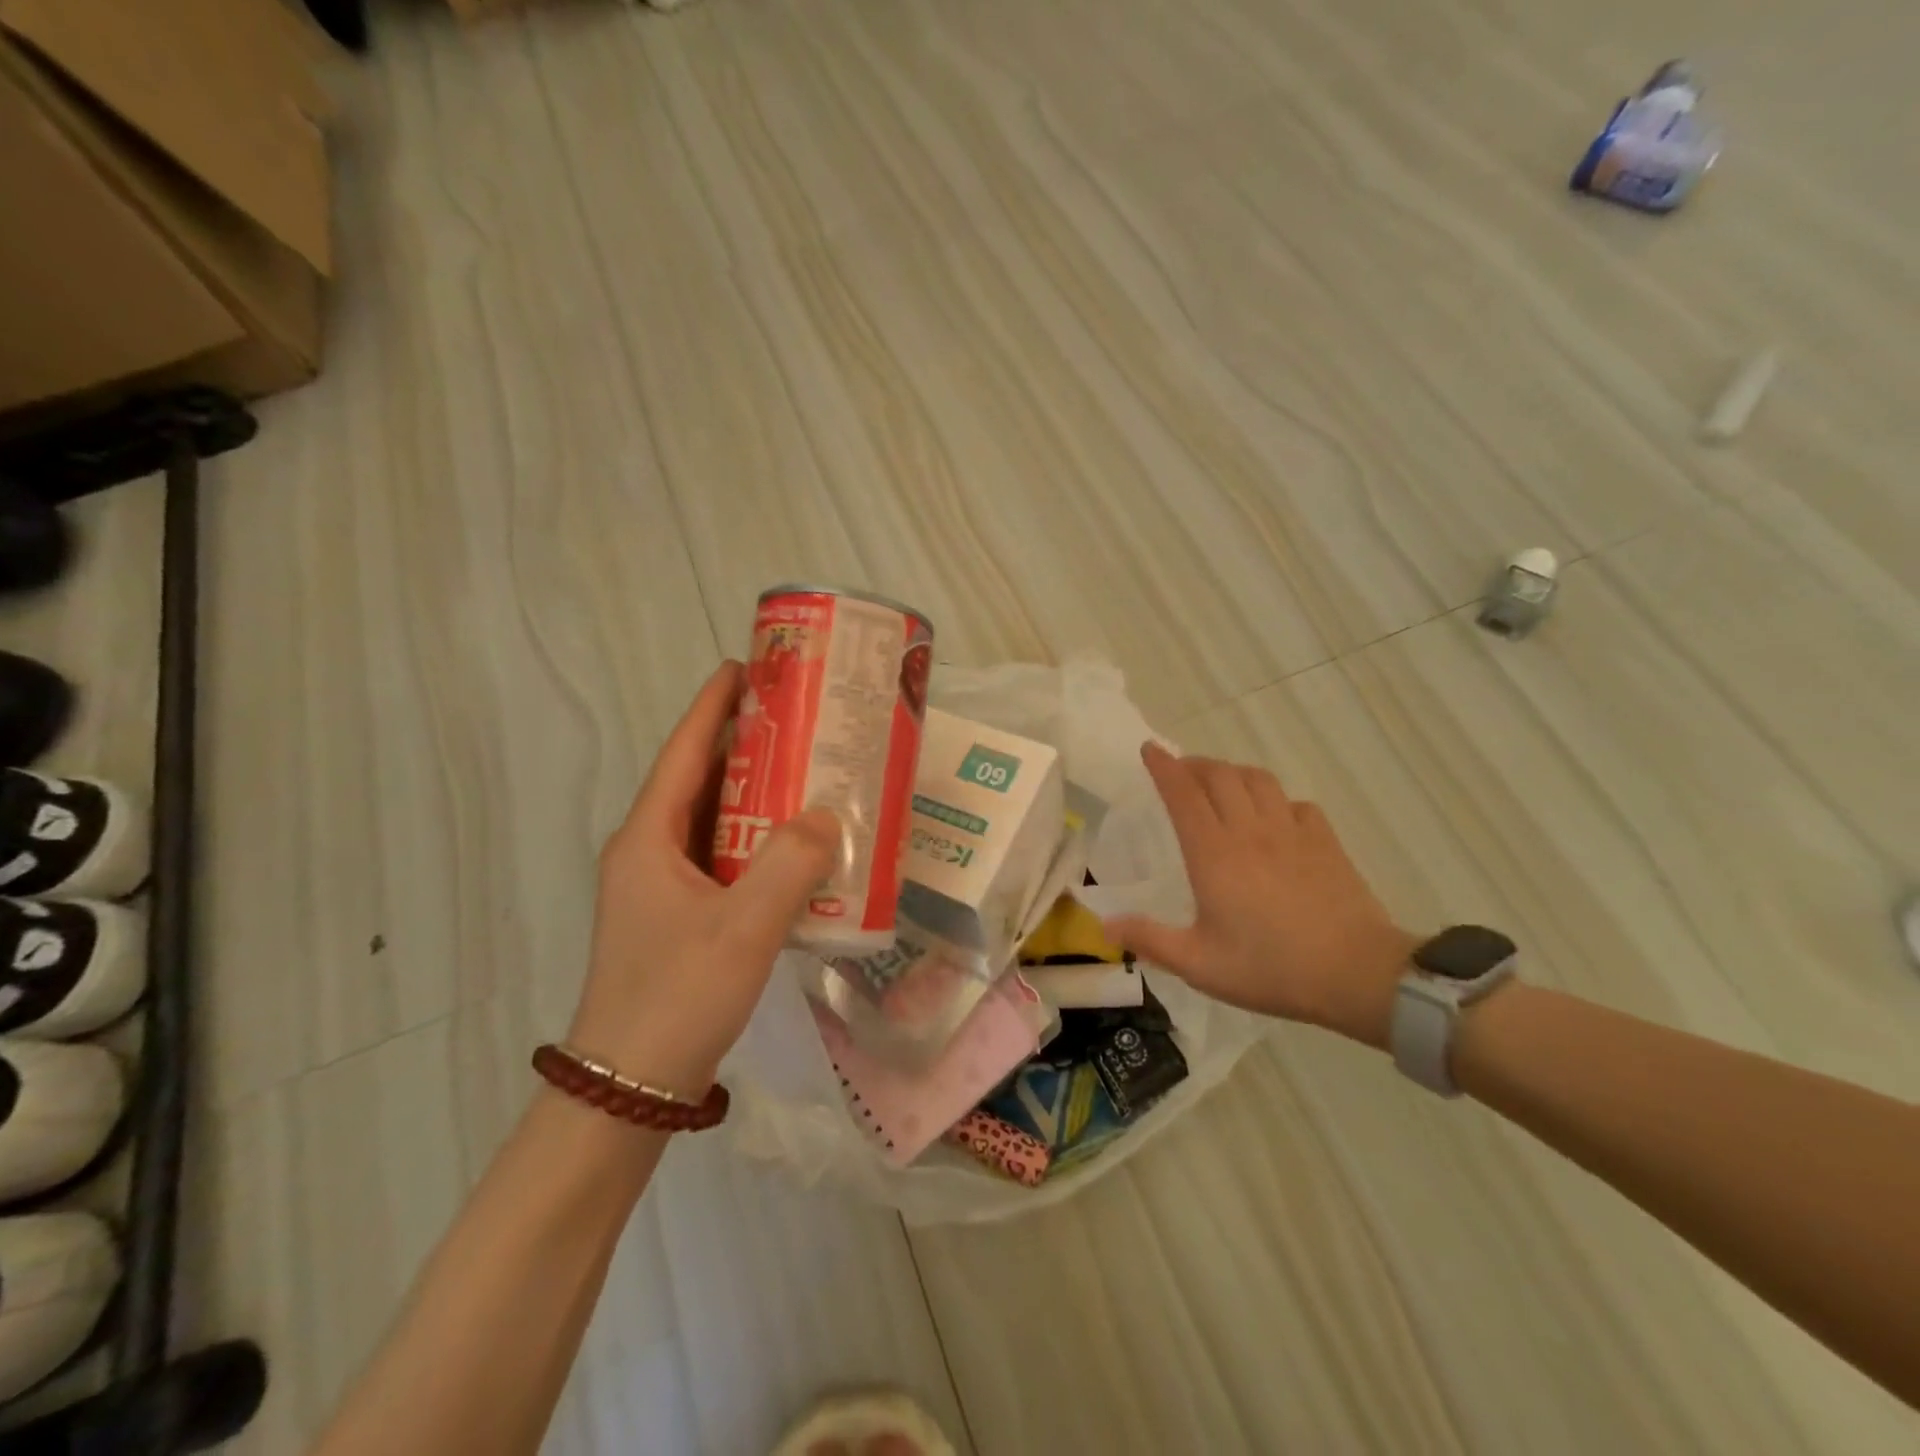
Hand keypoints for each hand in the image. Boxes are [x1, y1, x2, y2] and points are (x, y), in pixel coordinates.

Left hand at [567, 661, 838, 1095]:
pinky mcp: (681, 916)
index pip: (685, 751)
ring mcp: (663, 886)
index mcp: (649, 838)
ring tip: (810, 771)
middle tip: (802, 720)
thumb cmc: (678, 998)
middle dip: (747, 744)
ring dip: (757, 794)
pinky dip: (760, 841)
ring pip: (715, 820)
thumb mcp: (743, 928)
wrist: (631, 1089)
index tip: (749, 666)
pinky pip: (724, 858)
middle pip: (701, 779)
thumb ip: (791, 865)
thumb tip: (829, 816)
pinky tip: (800, 846)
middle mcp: (650, 851)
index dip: (715, 705)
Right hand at [1105, 743, 1418, 1048]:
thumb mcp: (1199, 964)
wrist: (1357, 974)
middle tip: (1180, 771)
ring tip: (1221, 785)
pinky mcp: (1325, 842)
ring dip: (1233, 773)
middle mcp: (1250, 831)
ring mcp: (1292, 832)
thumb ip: (1149, 940)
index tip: (1149, 749)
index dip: (1163, 767)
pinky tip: (1274, 818)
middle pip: (1220, 775)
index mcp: (1213, 853)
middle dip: (1195, 764)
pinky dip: (1277, 800)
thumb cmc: (1270, 968)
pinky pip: (1296, 804)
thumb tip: (1104, 925)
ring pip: (1258, 780)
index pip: (1183, 793)